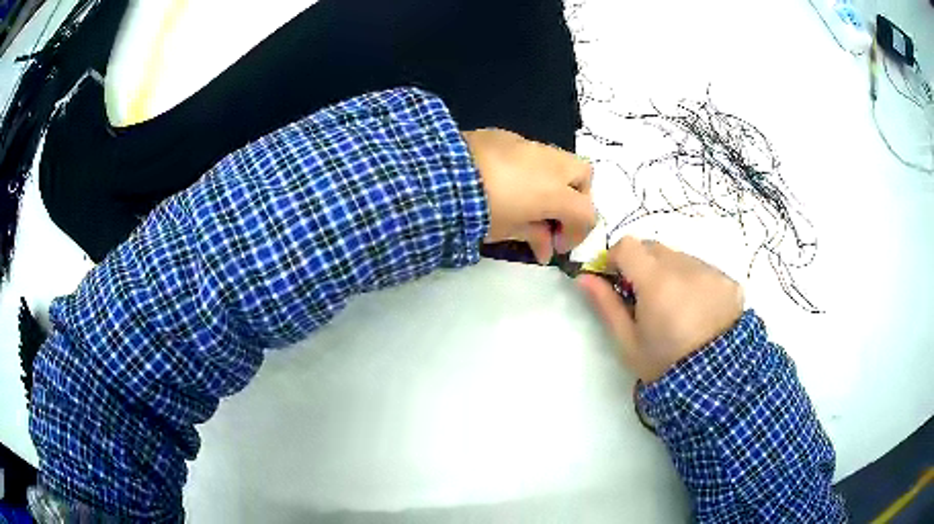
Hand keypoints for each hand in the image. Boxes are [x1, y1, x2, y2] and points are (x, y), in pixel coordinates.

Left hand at [462, 129, 595, 263]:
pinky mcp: (507, 135)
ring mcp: (529, 145)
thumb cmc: (478, 211)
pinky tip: (507, 180)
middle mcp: (551, 164)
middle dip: (577, 196)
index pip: (586, 213)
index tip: (557, 245)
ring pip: (559, 159)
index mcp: (556, 192)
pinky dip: (531, 167)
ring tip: (530, 199)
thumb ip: (534, 237)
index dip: (577, 233)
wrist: (440, 175)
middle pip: (584, 175)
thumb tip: (547, 249)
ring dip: (555, 180)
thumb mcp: (507, 230)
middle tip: (555, 215)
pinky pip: (531, 150)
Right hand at [577, 236, 743, 382]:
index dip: (617, 258)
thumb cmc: (664, 364)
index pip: (628, 246)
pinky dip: (695, 282)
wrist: (714, 381)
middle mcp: (685, 267)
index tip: (617, 279)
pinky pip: (703, 270)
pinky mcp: (728, 280)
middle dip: (644, 265)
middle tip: (646, 297)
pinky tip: (699, 310)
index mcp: (656, 281)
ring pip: (680, 258)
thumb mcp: (628, 342)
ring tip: (677, 307)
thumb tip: (584, 277)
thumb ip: (606, 305)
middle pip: (655, 248)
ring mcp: (710, 271)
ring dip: (671, 273)